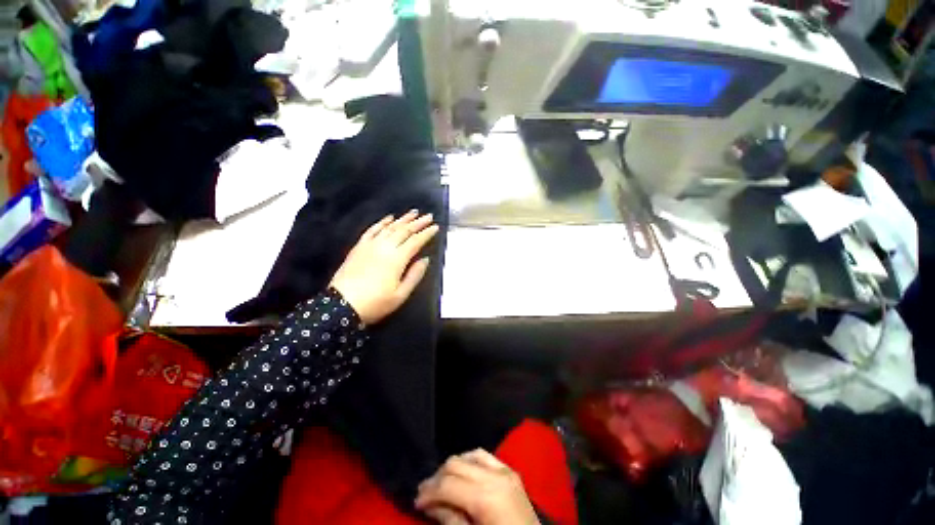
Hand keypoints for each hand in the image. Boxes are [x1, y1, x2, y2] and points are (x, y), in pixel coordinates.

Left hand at [330, 211, 438, 324]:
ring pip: (390, 227)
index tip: (435, 227)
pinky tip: (389, 218)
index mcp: (397, 259)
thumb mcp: (401, 294)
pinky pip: (372, 230)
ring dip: (403, 219)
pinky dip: (382, 222)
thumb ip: (415, 275)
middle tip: (428, 216)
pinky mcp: (359, 246)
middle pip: (404, 230)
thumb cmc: (375, 303)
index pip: (415, 241)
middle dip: (418, 222)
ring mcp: (370, 245)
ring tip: (413, 212)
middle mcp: (385, 247)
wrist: (341, 305)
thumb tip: (425, 259)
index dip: (427, 233)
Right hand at [416, 450, 539, 524]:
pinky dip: (469, 461)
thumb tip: (432, 505)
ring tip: (442, 484)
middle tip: (425, 494)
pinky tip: (463, 474)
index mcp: (486, 497)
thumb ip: (451, 521)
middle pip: (456, 464)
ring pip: (469, 455)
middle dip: (437, 478)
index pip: (448, 485)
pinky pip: (485, 456)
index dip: (428, 492)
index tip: (416, 502)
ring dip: (453, 468)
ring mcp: (505, 470)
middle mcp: (495, 476)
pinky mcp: (511, 471)